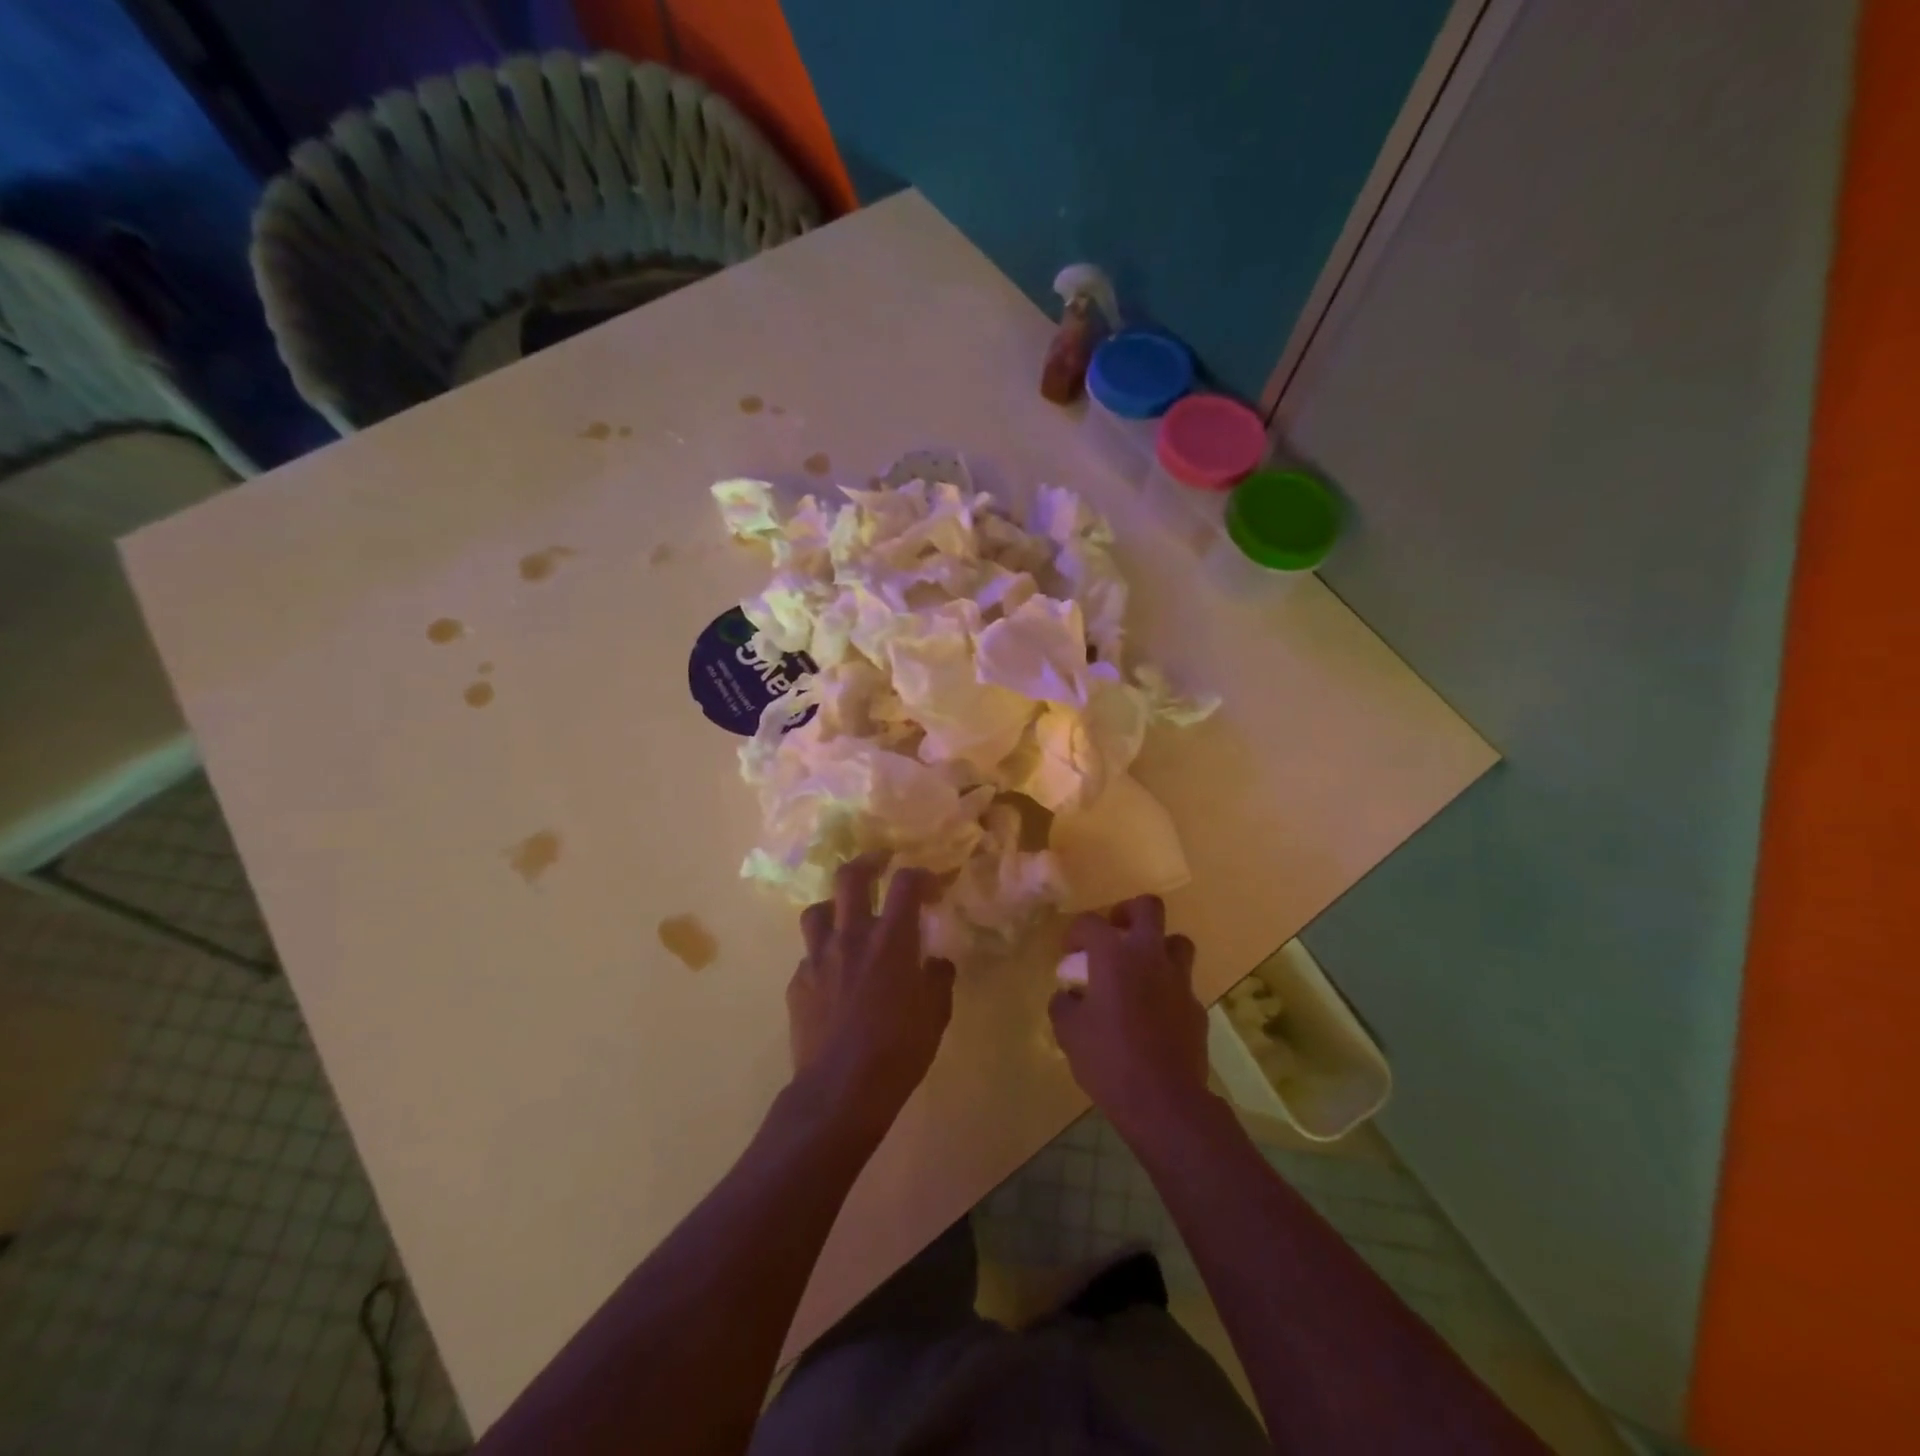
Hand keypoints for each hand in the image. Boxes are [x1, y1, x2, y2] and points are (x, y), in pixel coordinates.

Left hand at [787, 855, 955, 1127]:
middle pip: (850, 877)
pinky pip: (808, 957)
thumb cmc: (899, 1051)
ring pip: (817, 911)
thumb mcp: (935, 1015)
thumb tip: (937, 963)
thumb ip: (938, 980)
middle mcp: (852, 936)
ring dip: (834, 907)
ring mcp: (818, 958)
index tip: (931, 885)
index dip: (920, 875)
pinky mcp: (797, 984)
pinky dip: (822, 957)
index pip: (905, 882)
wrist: (840, 1090)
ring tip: (845, 918)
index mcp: (891, 939)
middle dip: (867, 862)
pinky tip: (832, 977)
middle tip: (879, 864)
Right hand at [1048, 897, 1209, 1144]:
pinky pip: (1182, 985)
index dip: (1075, 932)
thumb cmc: (1108, 1059)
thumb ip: (1064, 1004)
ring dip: (1158, 948)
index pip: (1091, 922)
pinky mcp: (1196, 1008)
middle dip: (1129, 913)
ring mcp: (1179, 981)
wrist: (1164, 1102)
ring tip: (1140, 969)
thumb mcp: (1068, 1032)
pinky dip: (1168, 989)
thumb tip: (1069, 995)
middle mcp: (1150, 956)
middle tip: (1115, 935)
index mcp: (1114, 956)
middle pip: (1148, 908)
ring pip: (1177, 941)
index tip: (1069, 952)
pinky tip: (1154, 1014)